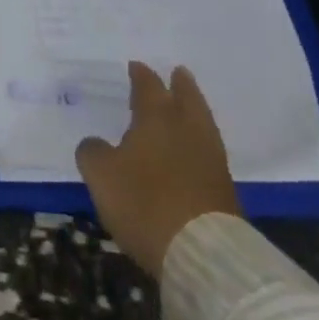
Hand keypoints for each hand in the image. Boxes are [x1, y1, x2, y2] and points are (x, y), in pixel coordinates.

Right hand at [76, 61, 240, 277]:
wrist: (203, 253)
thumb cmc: (145, 203)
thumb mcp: (102, 176)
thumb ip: (93, 152)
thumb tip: (94, 143)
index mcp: (156, 116)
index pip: (148, 85)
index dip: (140, 75)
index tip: (135, 66)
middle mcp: (186, 127)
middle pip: (186, 96)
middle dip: (180, 84)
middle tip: (178, 72)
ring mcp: (211, 157)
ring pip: (203, 122)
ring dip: (195, 110)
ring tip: (189, 104)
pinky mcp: (225, 188)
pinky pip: (210, 151)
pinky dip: (201, 142)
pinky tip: (194, 149)